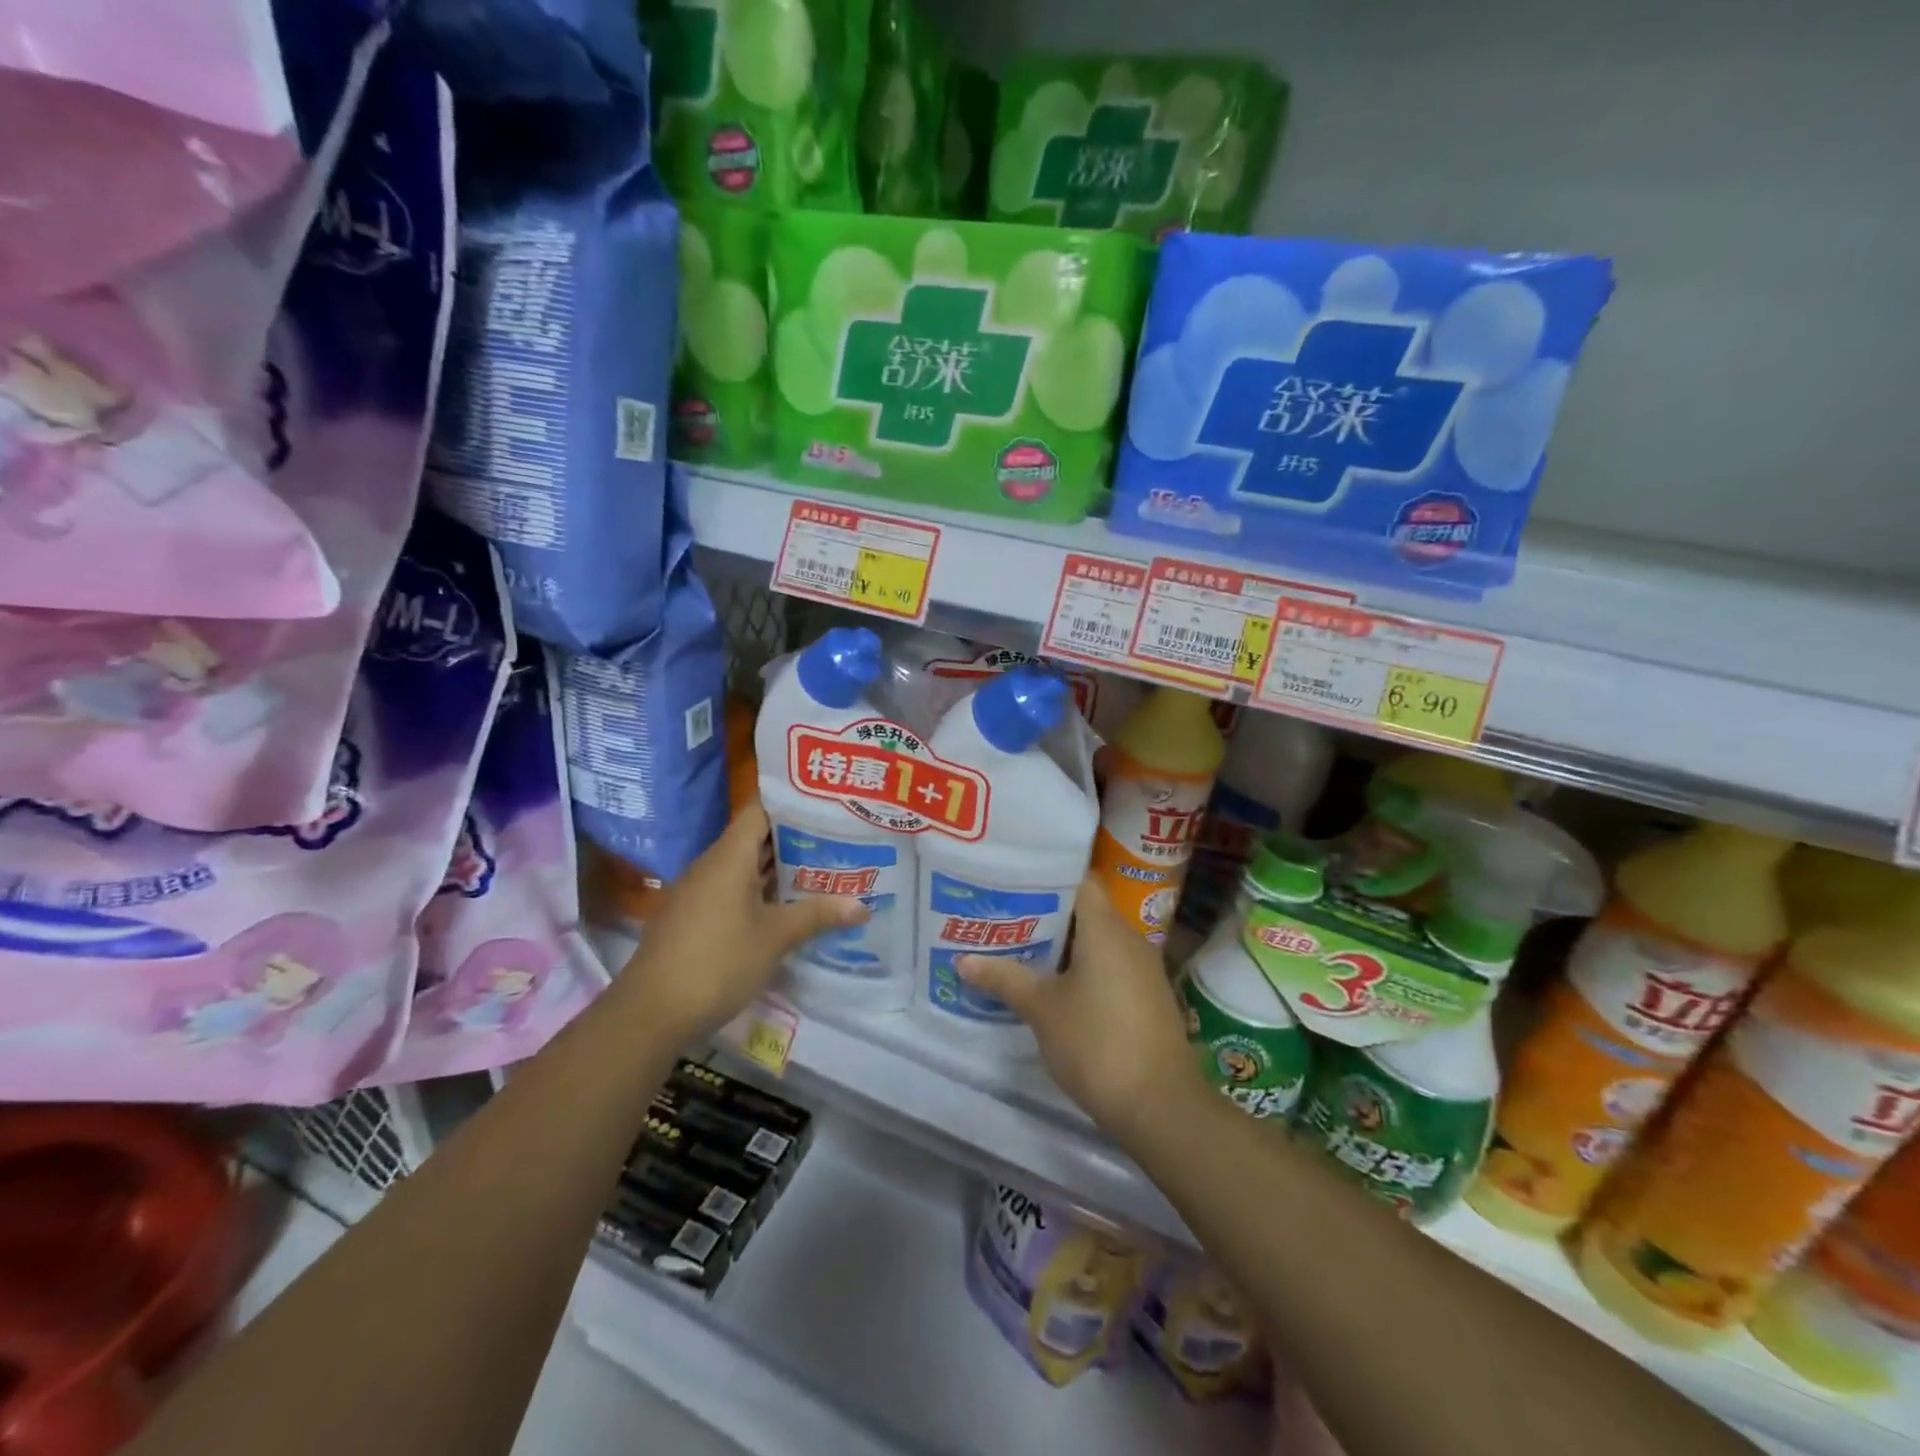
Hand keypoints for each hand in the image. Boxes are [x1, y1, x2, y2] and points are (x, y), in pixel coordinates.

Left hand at [614, 802, 867, 1045]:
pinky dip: (761, 892)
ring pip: (745, 867)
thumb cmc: (718, 962)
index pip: (762, 809)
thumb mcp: (775, 938)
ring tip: (824, 869)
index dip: (794, 804)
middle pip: (756, 837)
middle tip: (840, 840)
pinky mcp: (694, 916)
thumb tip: (862, 906)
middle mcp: (712, 865)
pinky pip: (733, 890)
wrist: (650, 1013)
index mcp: (729, 856)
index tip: (829, 806)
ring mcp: (699, 891)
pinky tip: (788, 907)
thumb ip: (818, 915)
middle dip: (797, 839)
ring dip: (780, 869)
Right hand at [957, 876, 1207, 1145]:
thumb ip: (1004, 978)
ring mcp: (1142, 968)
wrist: (1161, 1106)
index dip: (1045, 875)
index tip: (1011, 880)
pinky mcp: (1146, 996)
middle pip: (1084, 909)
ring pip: (1096, 940)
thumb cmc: (1097, 1043)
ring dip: (1061, 944)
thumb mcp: (1042, 1009)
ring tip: (1018, 946)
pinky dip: (1080, 967)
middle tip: (1002, 915)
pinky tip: (1051, 984)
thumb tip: (963, 959)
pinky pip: (1108, 965)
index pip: (1078, 879)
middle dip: (1044, 912)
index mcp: (1106, 927)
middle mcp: (1129, 938)